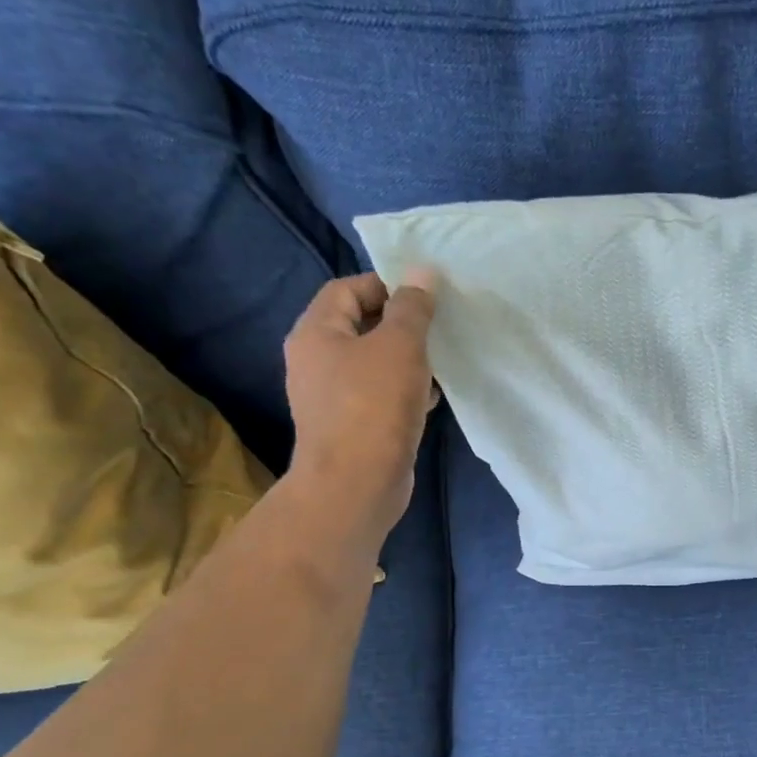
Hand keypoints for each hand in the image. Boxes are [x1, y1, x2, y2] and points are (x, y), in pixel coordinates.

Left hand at [283, 269, 438, 546]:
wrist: (356, 484)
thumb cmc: (374, 406)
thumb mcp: (400, 347)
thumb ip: (412, 308)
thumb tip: (422, 271)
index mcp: (316, 332)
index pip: (346, 289)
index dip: (385, 285)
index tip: (425, 297)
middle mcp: (315, 360)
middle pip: (359, 325)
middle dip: (400, 324)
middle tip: (438, 328)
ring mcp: (331, 397)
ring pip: (373, 363)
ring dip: (406, 360)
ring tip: (441, 362)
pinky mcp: (351, 426)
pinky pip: (379, 395)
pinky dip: (404, 390)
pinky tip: (431, 398)